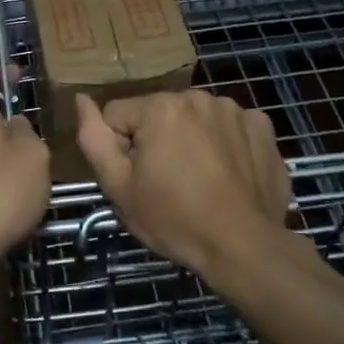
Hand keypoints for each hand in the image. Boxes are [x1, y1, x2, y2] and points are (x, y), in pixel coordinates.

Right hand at [74, 89, 295, 279]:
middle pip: (159, 114)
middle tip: (169, 183)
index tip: (139, 179)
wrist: (244, 247)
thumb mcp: (119, 187)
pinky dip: (226, 143)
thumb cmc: (174, 219)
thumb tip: (81, 99)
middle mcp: (197, 96)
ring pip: (194, 119)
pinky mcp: (262, 126)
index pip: (118, 115)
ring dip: (192, 139)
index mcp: (160, 107)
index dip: (121, 149)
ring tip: (201, 180)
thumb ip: (93, 138)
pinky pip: (230, 126)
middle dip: (157, 140)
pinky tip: (229, 173)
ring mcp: (234, 109)